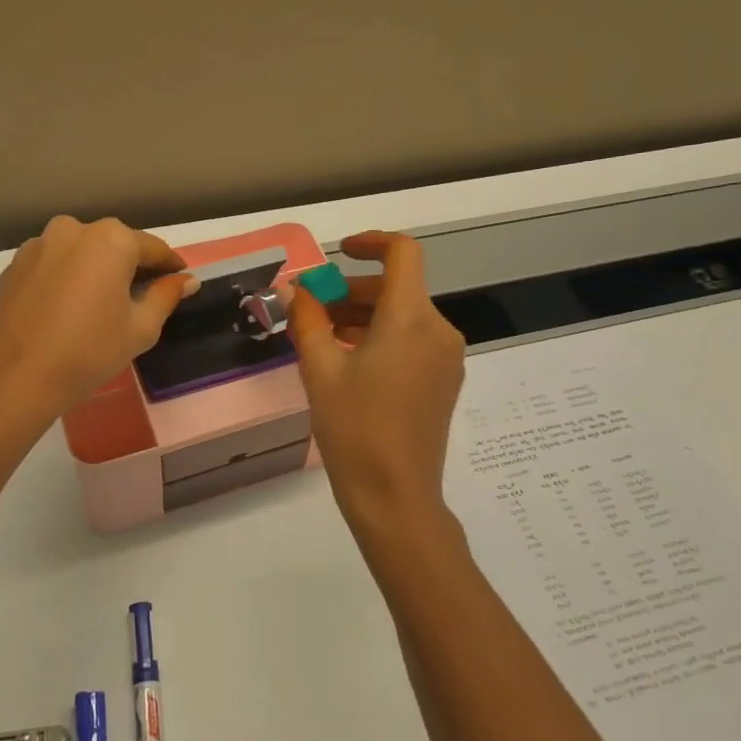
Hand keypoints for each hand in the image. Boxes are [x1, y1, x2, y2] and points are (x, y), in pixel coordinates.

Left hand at [0, 216, 199, 425]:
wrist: (13, 378)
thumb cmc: (89, 351)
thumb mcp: (140, 328)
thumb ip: (166, 296)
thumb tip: (187, 280)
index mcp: (111, 239)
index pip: (153, 248)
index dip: (170, 266)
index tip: (180, 280)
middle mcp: (74, 229)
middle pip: (115, 245)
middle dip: (132, 266)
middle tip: (142, 296)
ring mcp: (39, 244)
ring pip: (81, 252)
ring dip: (97, 270)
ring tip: (102, 304)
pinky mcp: (14, 265)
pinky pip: (54, 264)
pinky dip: (68, 278)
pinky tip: (69, 308)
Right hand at [289, 232, 467, 545]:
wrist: (395, 497)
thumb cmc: (354, 429)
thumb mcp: (320, 371)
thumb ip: (307, 320)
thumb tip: (294, 289)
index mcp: (411, 319)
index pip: (403, 254)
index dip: (371, 243)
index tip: (339, 253)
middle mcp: (438, 330)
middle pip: (398, 288)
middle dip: (352, 291)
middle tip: (310, 309)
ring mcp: (446, 358)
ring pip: (404, 316)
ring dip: (363, 316)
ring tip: (320, 337)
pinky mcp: (444, 382)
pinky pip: (412, 342)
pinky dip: (381, 338)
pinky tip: (348, 362)